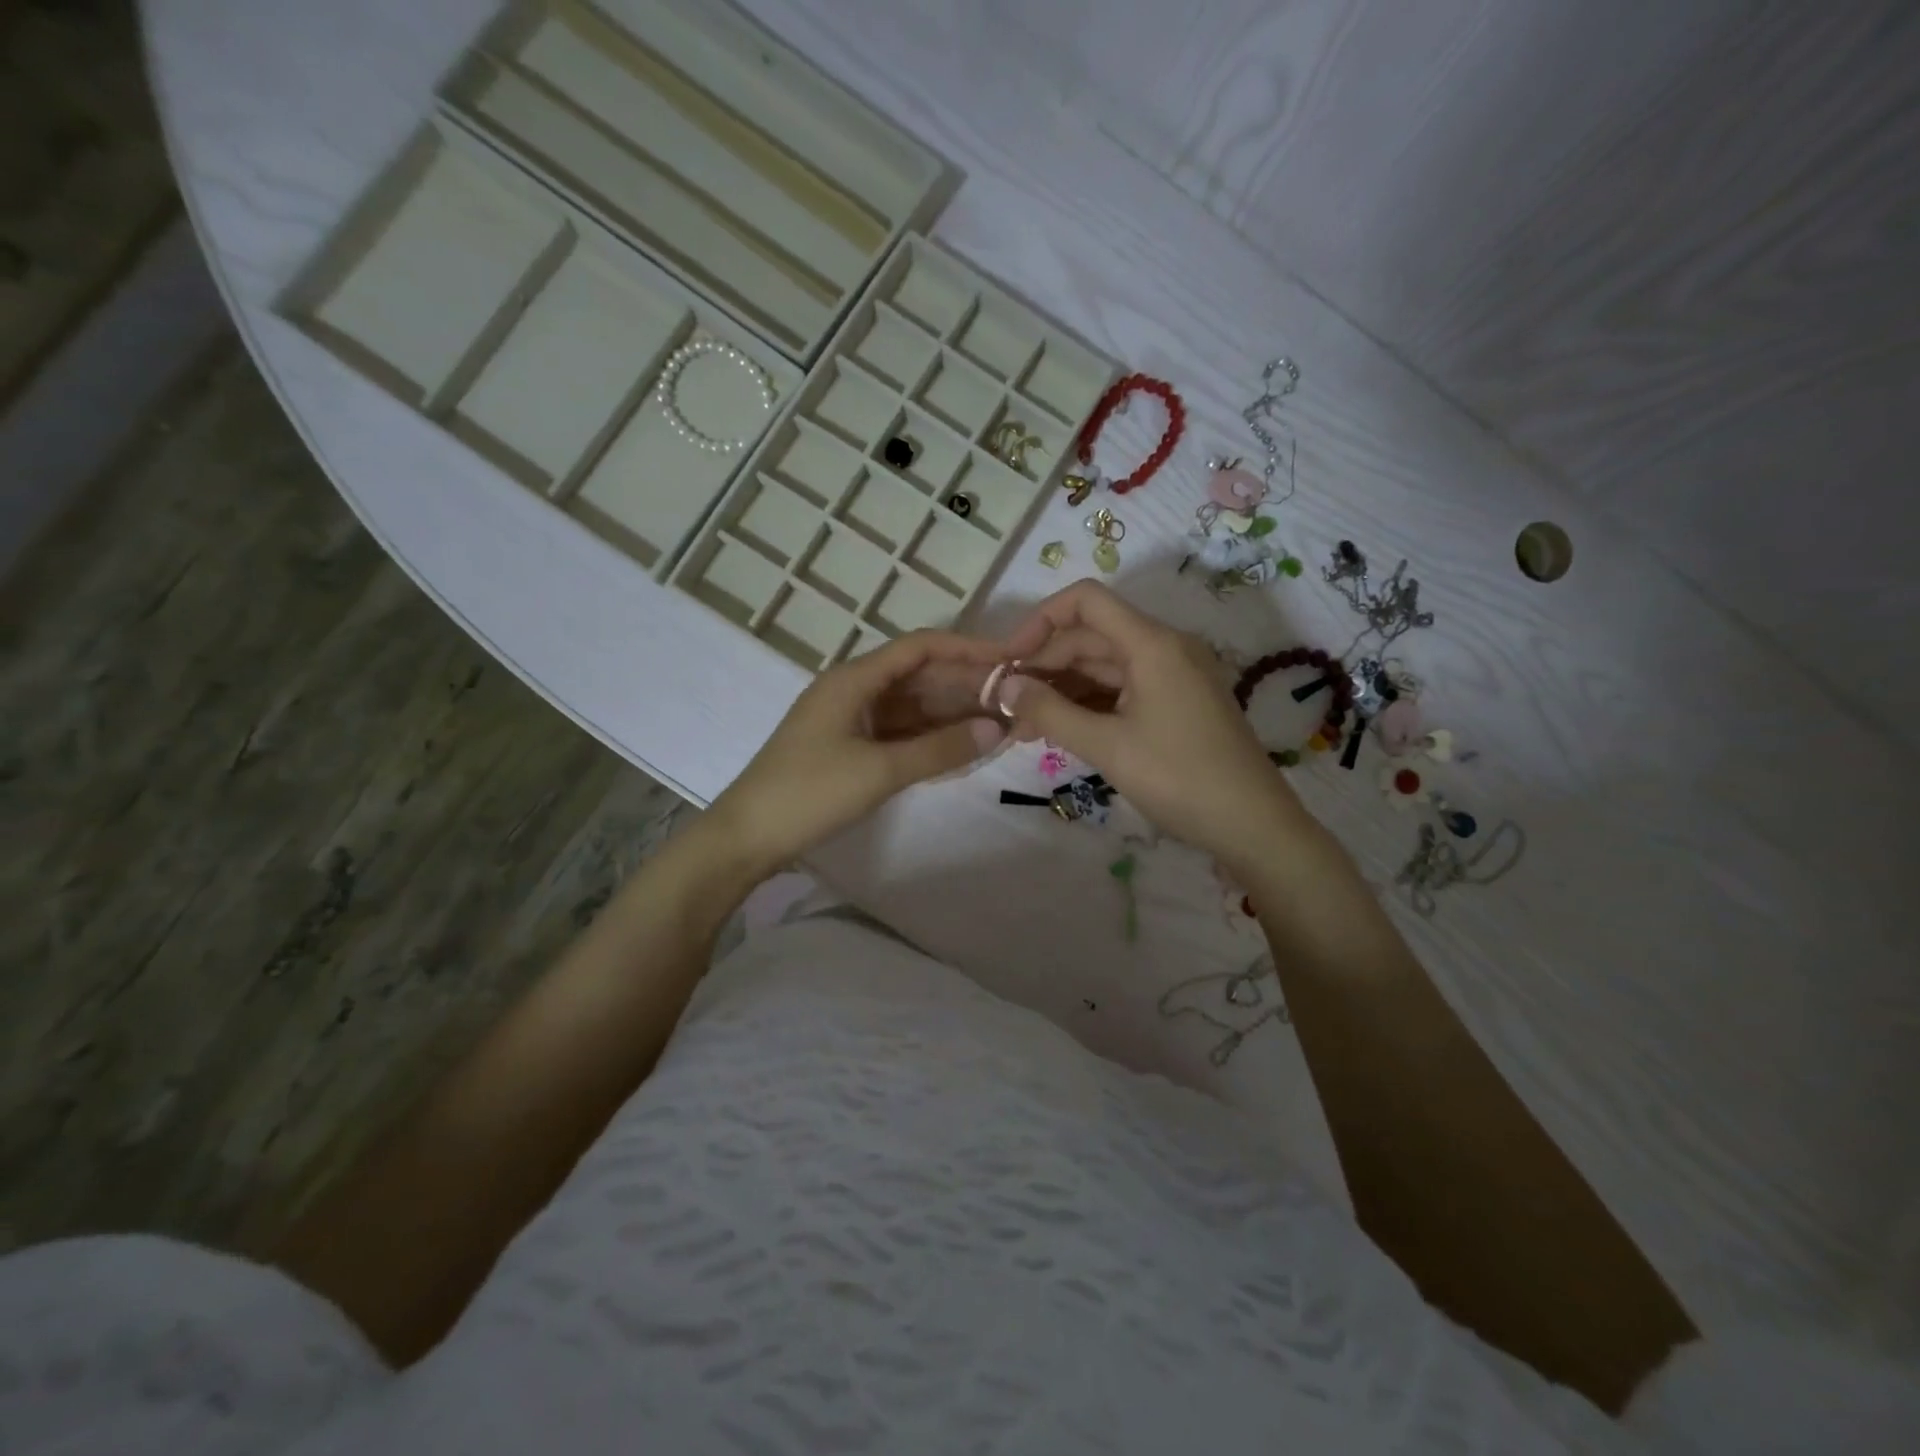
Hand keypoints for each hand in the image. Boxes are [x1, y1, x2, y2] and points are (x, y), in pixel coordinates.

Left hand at [711, 631, 1007, 871]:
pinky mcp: (849, 747)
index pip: (919, 647)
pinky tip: (962, 746)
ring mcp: (850, 719)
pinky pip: (899, 732)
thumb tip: (997, 729)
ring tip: (998, 724)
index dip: (966, 649)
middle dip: (964, 685)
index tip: (1009, 661)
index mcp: (854, 679)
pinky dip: (929, 737)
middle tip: (1013, 701)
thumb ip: (940, 749)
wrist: (747, 837)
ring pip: (911, 705)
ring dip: (950, 713)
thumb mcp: (879, 770)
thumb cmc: (809, 793)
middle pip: (918, 675)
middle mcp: (853, 689)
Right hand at [996, 581, 1310, 870]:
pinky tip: (1060, 732)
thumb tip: (1003, 687)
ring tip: (1024, 727)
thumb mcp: (1106, 746)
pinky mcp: (1176, 704)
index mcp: (1151, 644)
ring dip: (1062, 691)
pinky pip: (1122, 691)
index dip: (1040, 621)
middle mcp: (1164, 648)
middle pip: (1090, 637)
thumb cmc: (1179, 778)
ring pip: (1104, 668)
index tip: (1010, 660)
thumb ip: (1049, 712)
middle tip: (1007, 706)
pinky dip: (1089, 706)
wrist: (1253, 825)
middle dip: (1044, 666)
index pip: (1085, 601)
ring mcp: (1173, 677)